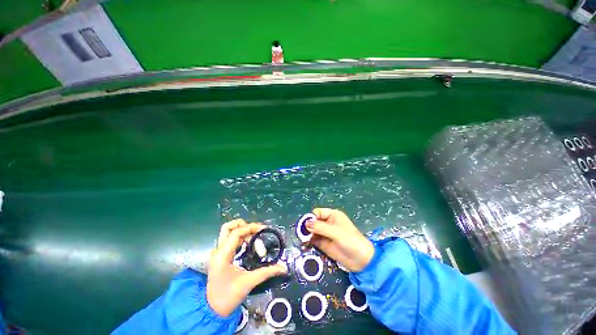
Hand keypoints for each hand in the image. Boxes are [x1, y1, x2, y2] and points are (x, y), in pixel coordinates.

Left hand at [207, 219, 287, 316]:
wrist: (212, 310)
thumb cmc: (229, 297)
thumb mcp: (249, 282)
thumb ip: (267, 272)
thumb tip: (283, 267)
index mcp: (222, 255)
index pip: (236, 232)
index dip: (251, 228)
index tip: (264, 229)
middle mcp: (218, 250)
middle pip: (229, 227)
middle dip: (245, 226)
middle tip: (257, 232)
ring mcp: (217, 252)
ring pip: (229, 232)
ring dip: (243, 232)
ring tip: (255, 239)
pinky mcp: (220, 255)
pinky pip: (230, 239)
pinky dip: (240, 237)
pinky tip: (249, 244)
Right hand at [307, 208, 373, 271]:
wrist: (361, 261)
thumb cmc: (351, 241)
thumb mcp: (335, 232)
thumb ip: (320, 227)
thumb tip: (306, 224)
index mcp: (332, 215)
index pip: (317, 212)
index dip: (311, 217)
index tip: (305, 225)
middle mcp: (327, 223)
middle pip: (313, 221)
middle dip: (307, 226)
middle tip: (301, 233)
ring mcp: (325, 233)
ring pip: (312, 231)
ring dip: (306, 234)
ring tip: (302, 239)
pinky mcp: (323, 243)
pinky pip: (313, 240)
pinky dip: (308, 241)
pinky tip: (305, 244)